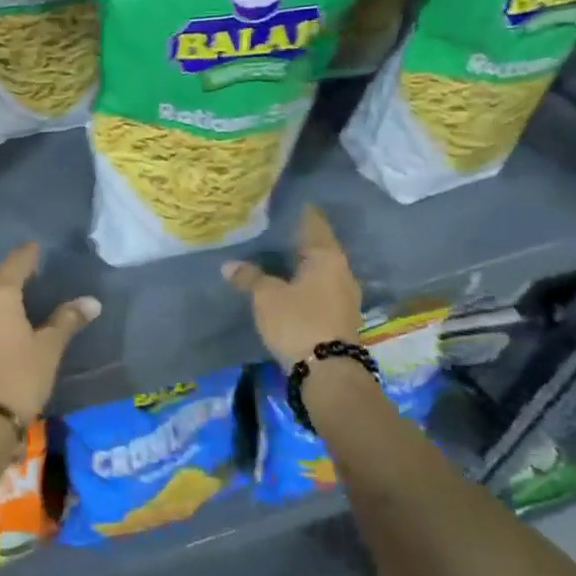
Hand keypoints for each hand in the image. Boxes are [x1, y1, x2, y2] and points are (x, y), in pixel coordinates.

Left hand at [0, 242, 99, 424]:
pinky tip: (2, 333)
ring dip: (1, 304)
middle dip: (14, 280)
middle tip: (33, 278)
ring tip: (20, 308)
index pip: (15, 264)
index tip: (36, 247)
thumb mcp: (49, 348)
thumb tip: (91, 301)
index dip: (27, 255)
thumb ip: (67, 320)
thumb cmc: (20, 377)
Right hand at [223, 206, 360, 367]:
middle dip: (295, 240)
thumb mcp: (266, 297)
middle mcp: (342, 271)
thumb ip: (249, 277)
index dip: (297, 211)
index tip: (280, 201)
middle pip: (317, 246)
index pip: (313, 222)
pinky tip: (287, 285)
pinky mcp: (341, 316)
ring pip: (319, 270)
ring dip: (300, 265)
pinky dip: (304, 283)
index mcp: (327, 256)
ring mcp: (345, 295)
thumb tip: (229, 265)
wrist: (329, 373)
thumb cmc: (298, 322)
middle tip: (269, 230)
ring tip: (274, 257)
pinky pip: (320, 289)